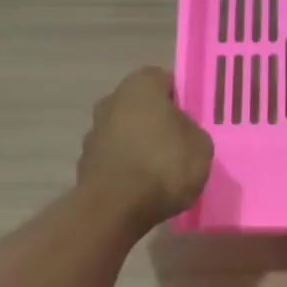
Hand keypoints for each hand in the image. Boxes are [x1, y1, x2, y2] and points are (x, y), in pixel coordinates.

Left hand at [76, 68, 212, 229]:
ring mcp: (94, 131)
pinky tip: (142, 186)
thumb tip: (181, 132)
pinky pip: (115, 157)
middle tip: (179, 142)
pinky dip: (127, 166)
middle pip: (141, 104)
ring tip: (161, 170)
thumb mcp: (201, 145)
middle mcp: (111, 100)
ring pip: (125, 130)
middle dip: (157, 120)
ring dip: (139, 143)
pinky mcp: (86, 161)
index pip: (164, 79)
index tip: (192, 118)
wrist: (116, 207)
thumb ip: (192, 131)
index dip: (180, 97)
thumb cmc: (164, 165)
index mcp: (141, 86)